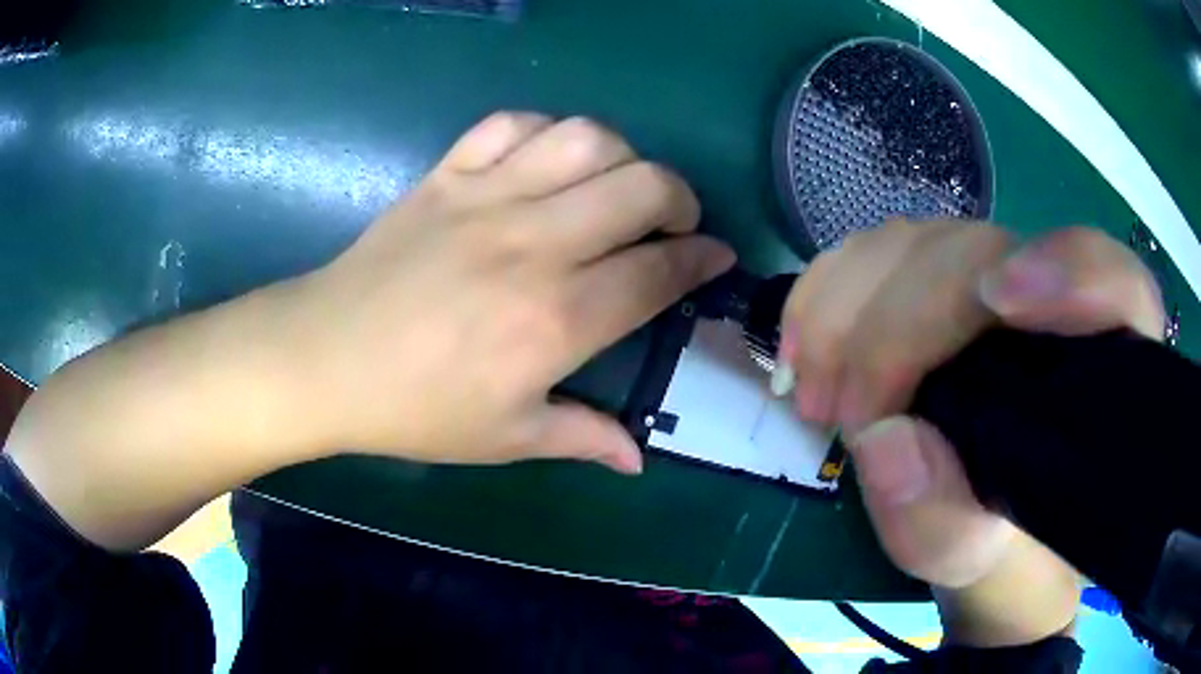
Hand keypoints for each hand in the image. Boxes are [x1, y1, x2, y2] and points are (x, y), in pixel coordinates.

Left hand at [284, 113, 734, 472]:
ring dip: (622, 155)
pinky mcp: (445, 176)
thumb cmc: (415, 409)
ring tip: (616, 185)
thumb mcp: (505, 438)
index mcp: (556, 319)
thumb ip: (583, 438)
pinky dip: (543, 131)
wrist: (326, 359)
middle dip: (680, 197)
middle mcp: (533, 245)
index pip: (658, 271)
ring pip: (585, 139)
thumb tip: (637, 458)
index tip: (717, 257)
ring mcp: (485, 198)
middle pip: (642, 186)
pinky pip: (508, 125)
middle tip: (675, 222)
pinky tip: (545, 162)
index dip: (702, 259)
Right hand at [776, 222, 1162, 643]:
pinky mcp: (939, 273)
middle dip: (900, 323)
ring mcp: (992, 272)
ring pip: (920, 241)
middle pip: (983, 252)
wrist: (979, 510)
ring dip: (848, 305)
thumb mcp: (973, 553)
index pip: (1113, 282)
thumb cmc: (995, 535)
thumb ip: (942, 520)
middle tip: (843, 412)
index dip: (1066, 270)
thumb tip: (883, 441)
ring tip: (814, 392)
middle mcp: (1053, 297)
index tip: (1000, 301)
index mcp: (1101, 363)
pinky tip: (802, 345)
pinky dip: (827, 290)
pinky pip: (878, 250)